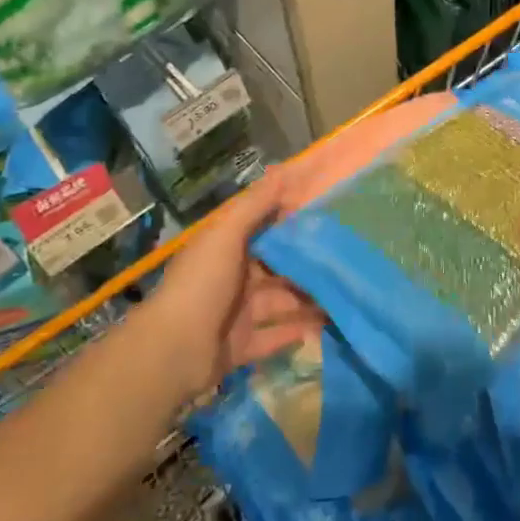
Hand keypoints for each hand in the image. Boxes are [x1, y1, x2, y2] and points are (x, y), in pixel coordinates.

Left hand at [146, 171, 322, 401]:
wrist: (172, 351)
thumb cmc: (202, 283)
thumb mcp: (227, 234)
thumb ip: (256, 203)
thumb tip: (285, 169)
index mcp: (225, 247)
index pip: (262, 228)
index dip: (290, 220)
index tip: (326, 213)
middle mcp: (232, 277)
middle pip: (275, 267)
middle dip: (305, 263)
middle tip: (346, 256)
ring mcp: (236, 314)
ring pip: (280, 301)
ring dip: (307, 298)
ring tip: (345, 291)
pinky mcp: (241, 346)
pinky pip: (274, 336)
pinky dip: (296, 331)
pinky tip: (327, 324)